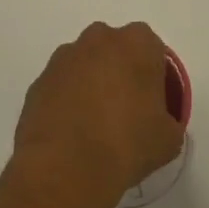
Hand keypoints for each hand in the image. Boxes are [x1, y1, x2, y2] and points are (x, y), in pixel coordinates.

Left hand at [9, 22, 184, 207]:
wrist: (66, 169)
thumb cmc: (128, 144)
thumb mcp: (168, 139)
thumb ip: (169, 121)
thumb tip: (159, 126)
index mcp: (138, 42)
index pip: (152, 50)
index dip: (153, 76)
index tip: (152, 104)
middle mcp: (100, 38)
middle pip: (116, 50)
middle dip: (119, 72)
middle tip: (124, 111)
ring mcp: (65, 58)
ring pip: (85, 65)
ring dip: (90, 85)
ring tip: (93, 126)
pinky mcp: (39, 81)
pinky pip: (60, 86)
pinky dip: (66, 102)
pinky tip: (70, 134)